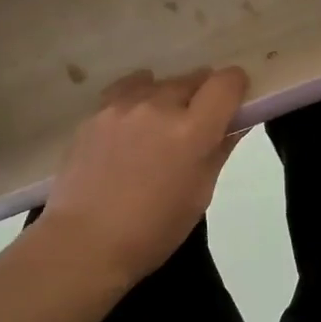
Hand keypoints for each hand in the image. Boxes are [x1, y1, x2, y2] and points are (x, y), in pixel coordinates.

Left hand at [37, 66, 248, 284]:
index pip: (226, 83)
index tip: (234, 102)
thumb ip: (219, 150)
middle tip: (197, 124)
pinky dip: (138, 98)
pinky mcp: (95, 113)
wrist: (85, 242)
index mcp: (192, 131)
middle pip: (192, 79)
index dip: (236, 87)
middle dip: (202, 94)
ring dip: (168, 96)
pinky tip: (134, 120)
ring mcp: (122, 106)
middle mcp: (159, 106)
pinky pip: (126, 91)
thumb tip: (236, 124)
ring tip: (161, 125)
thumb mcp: (199, 194)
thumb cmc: (153, 230)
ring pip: (158, 83)